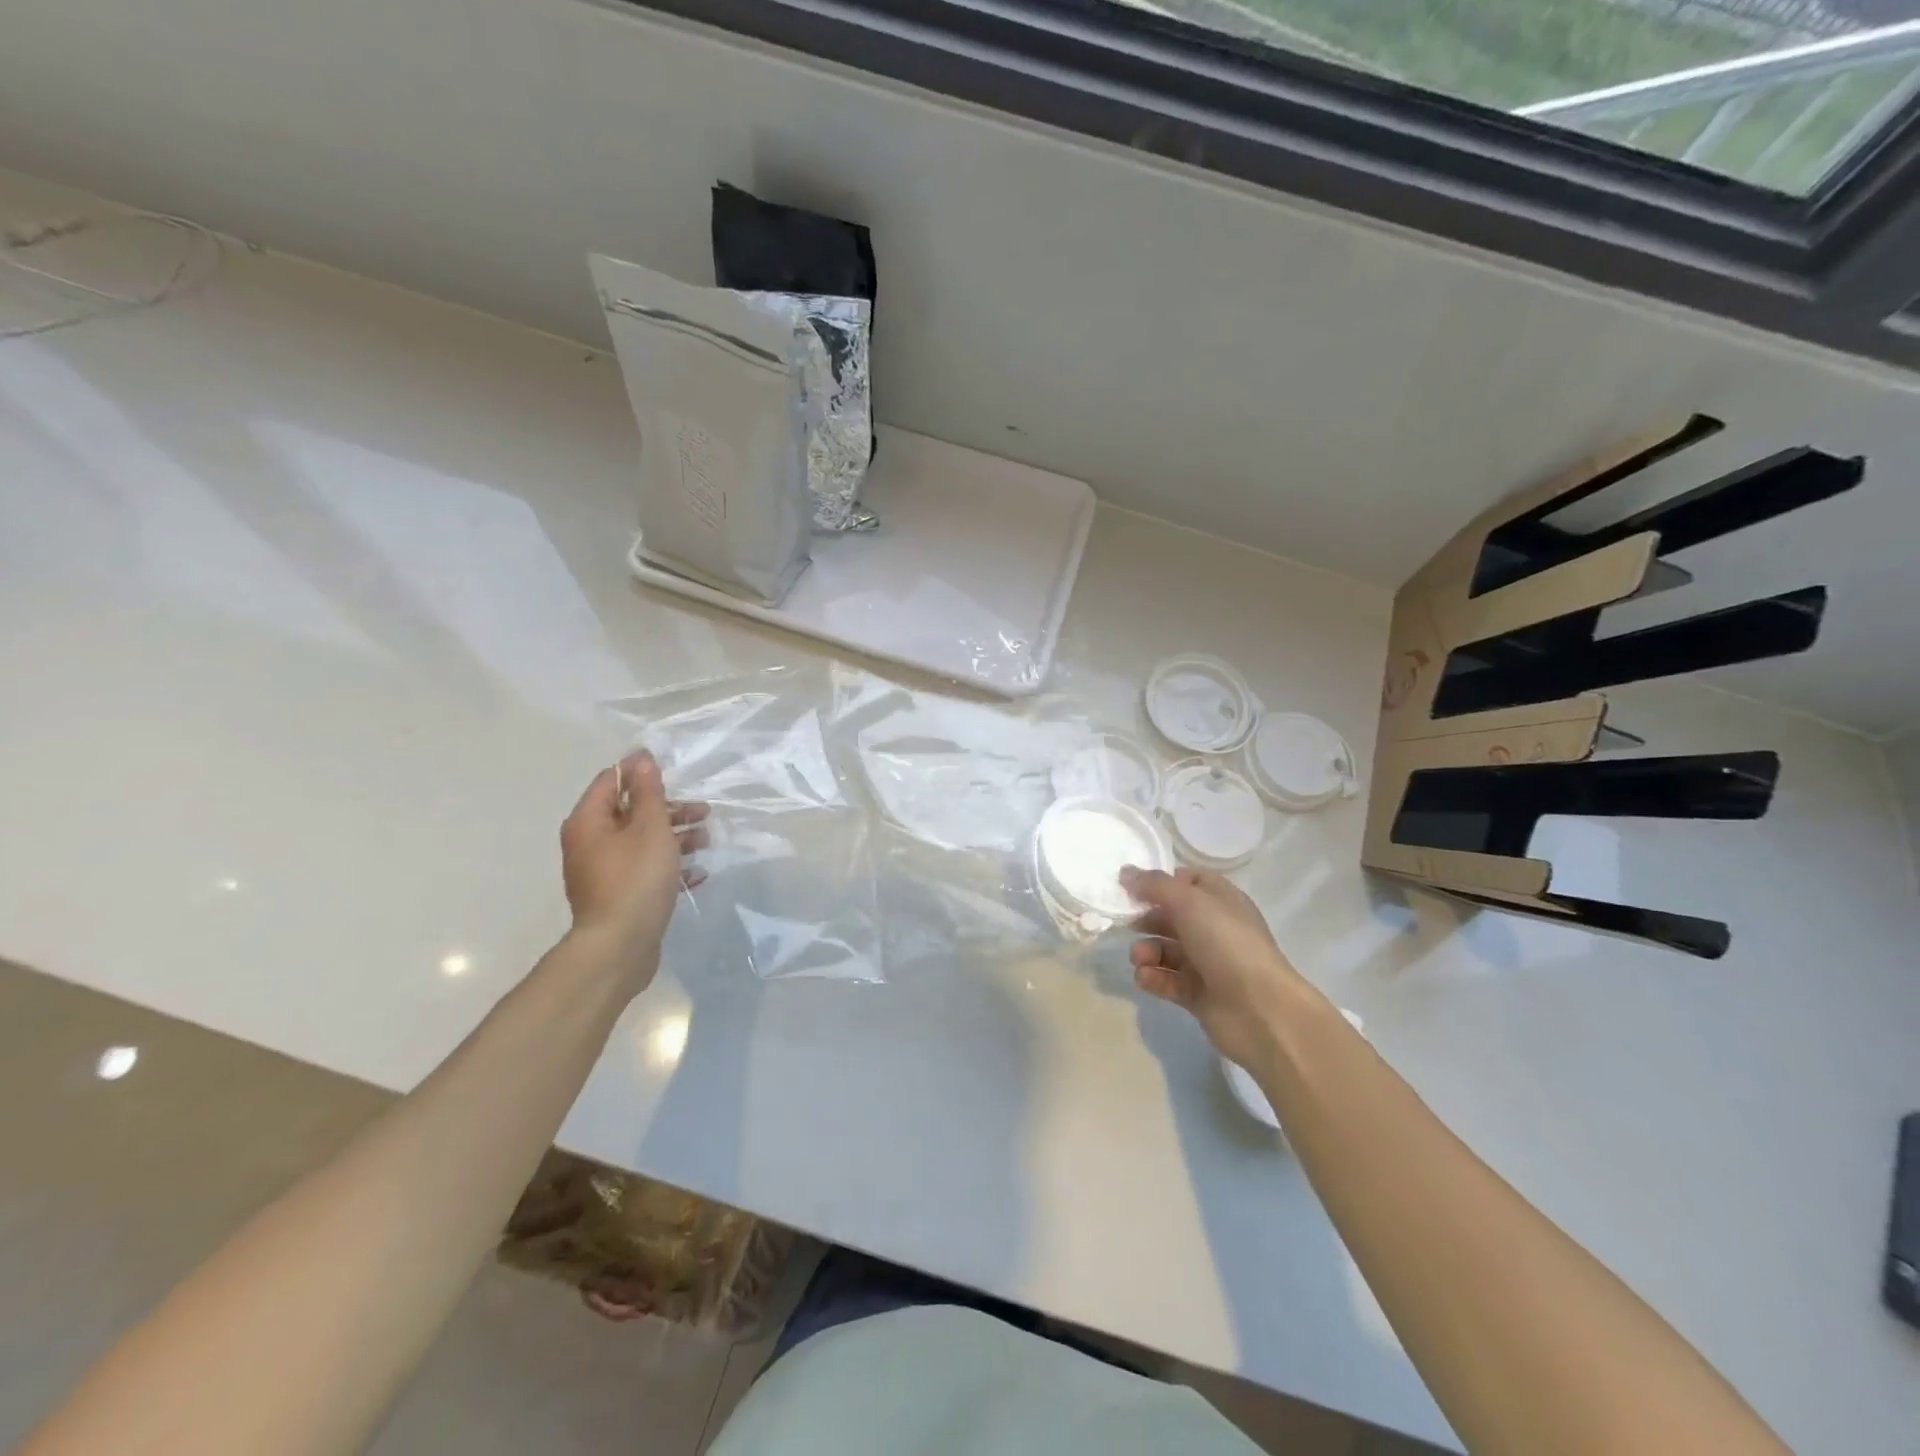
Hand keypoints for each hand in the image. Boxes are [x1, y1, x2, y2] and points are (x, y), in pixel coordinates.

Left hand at [560, 750, 708, 993]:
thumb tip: (641, 758)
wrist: (619, 947)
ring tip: (707, 841)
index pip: (611, 780)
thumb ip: (648, 792)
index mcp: (589, 822)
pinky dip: (670, 866)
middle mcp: (590, 843)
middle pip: (630, 812)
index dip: (641, 772)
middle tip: (703, 811)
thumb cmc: (635, 879)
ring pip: (641, 842)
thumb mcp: (649, 828)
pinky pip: (645, 870)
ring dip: (675, 837)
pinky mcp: (618, 896)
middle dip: (669, 809)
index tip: (675, 771)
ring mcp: (603, 872)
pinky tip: (698, 872)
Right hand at [1122, 866, 1308, 1070]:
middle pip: (1173, 917)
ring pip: (1168, 950)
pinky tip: (1145, 978)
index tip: (1132, 887)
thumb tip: (1125, 872)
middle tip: (1126, 924)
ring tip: (1139, 958)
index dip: (1162, 882)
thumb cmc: (1227, 943)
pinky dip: (1154, 978)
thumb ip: (1154, 885)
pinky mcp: (1199, 995)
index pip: (1189, 881)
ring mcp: (1208, 964)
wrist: (1260, 1010)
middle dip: (1147, 919)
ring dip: (1147, 951)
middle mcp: (1215, 929)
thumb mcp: (1189, 902)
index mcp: (1221, 901)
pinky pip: (1169, 981)